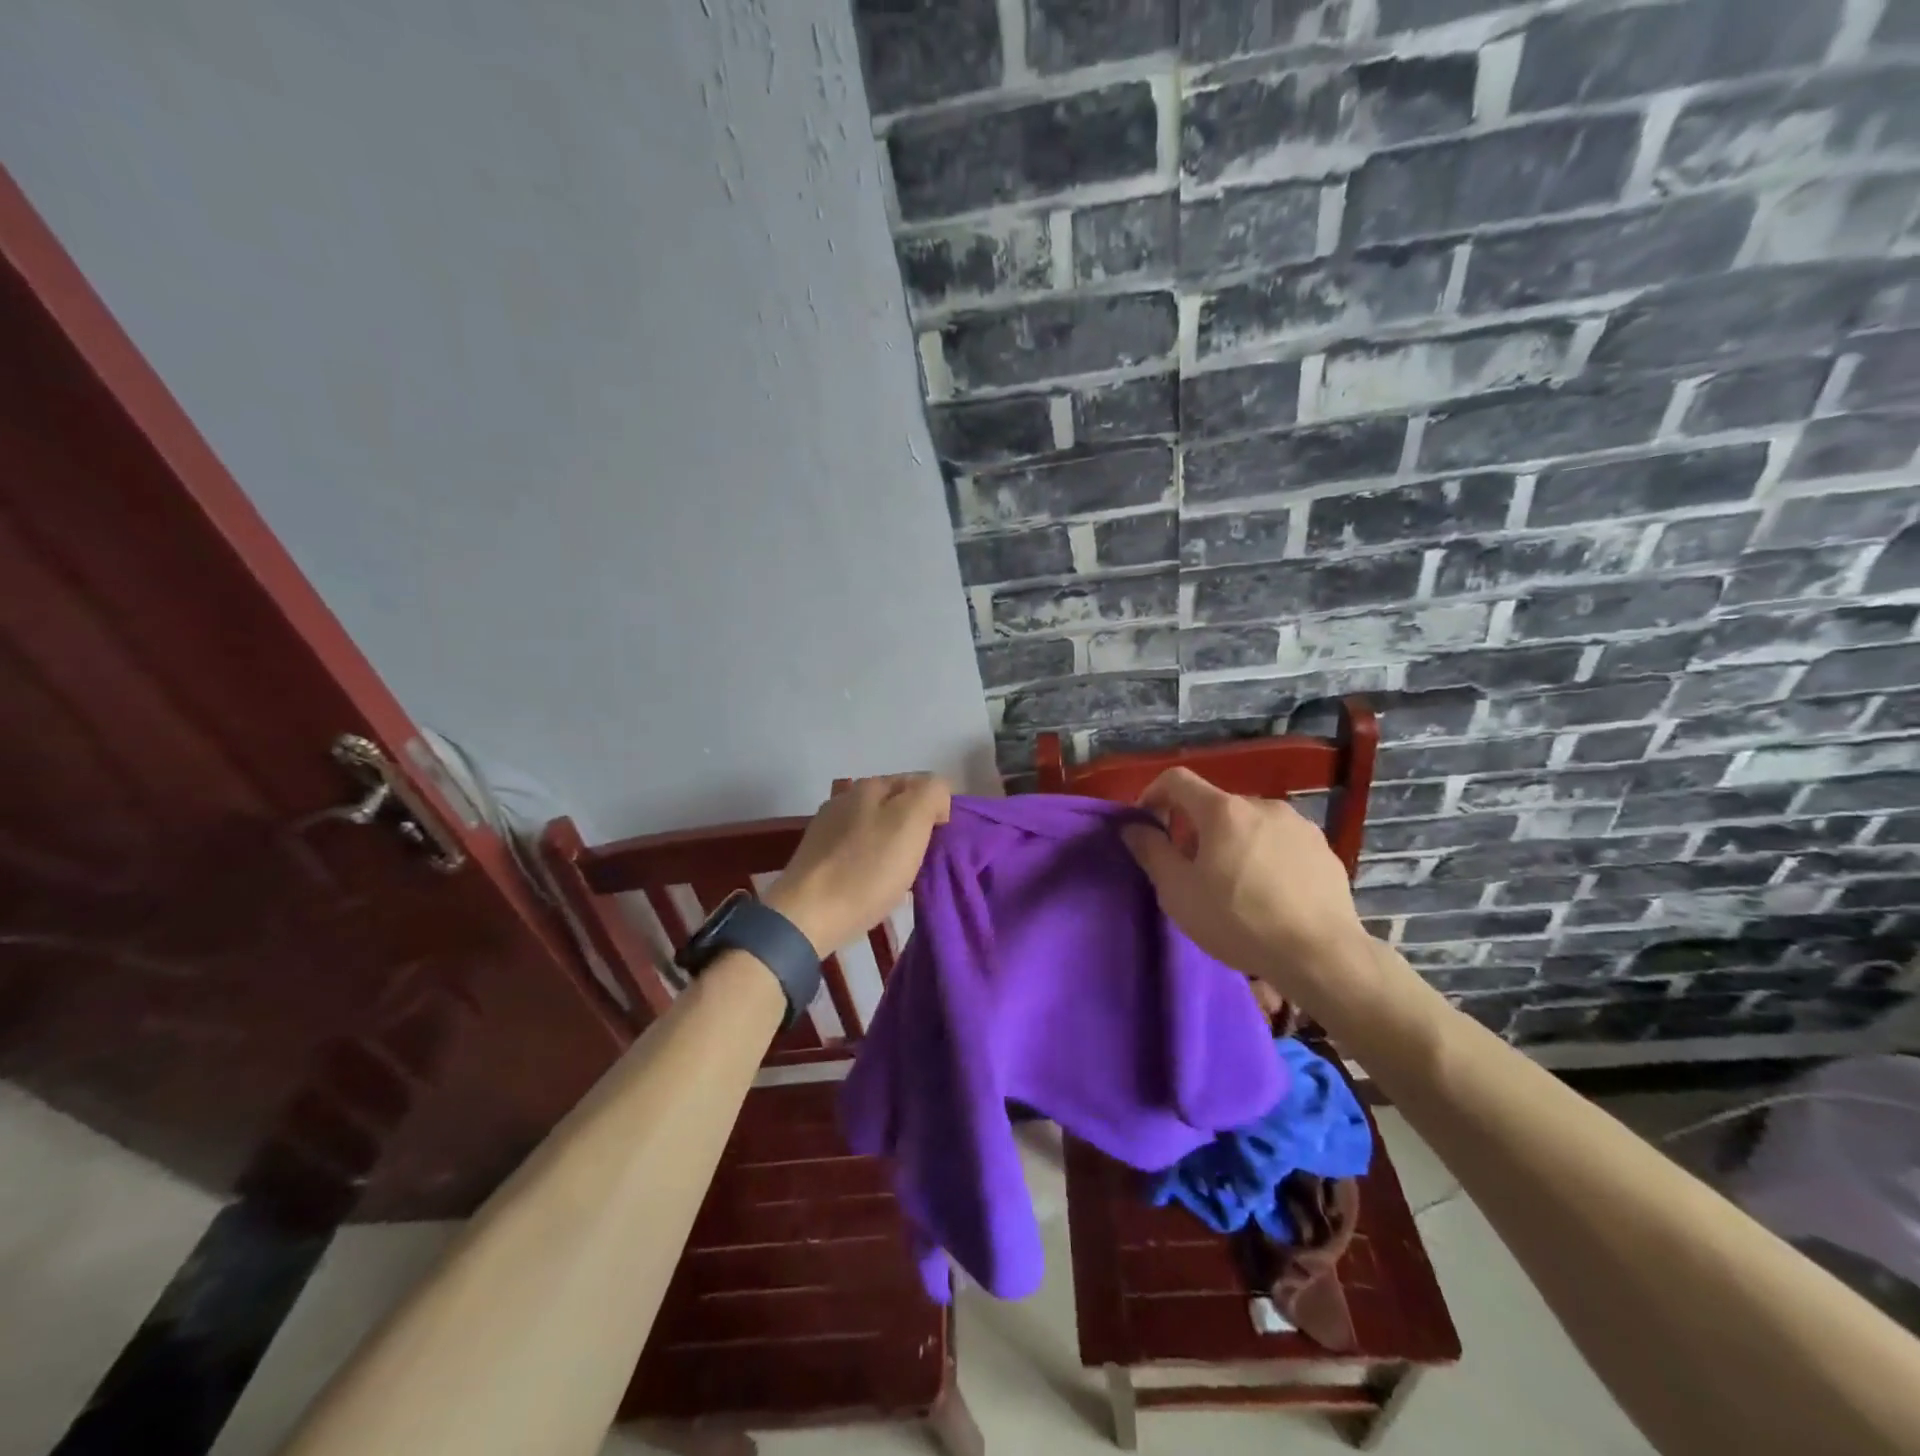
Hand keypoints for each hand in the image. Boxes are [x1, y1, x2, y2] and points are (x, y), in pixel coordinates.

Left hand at [764, 775, 951, 954]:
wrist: (808, 916)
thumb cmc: (867, 869)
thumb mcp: (911, 821)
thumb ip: (932, 794)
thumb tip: (935, 800)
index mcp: (870, 784)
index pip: (920, 782)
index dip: (937, 807)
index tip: (940, 840)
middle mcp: (845, 798)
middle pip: (896, 805)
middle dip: (915, 827)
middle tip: (923, 859)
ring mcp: (828, 827)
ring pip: (877, 828)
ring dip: (893, 846)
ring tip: (900, 876)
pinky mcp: (818, 857)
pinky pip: (858, 851)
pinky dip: (872, 863)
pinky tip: (873, 884)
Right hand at [1119, 768, 1371, 1003]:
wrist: (1321, 956)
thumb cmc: (1238, 920)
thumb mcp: (1178, 891)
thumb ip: (1151, 851)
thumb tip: (1133, 827)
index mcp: (1223, 810)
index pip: (1177, 779)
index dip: (1153, 794)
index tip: (1148, 826)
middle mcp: (1262, 805)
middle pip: (1214, 805)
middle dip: (1194, 829)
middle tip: (1190, 871)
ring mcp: (1299, 825)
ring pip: (1249, 824)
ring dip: (1231, 843)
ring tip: (1233, 886)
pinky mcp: (1324, 850)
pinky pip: (1280, 843)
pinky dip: (1264, 857)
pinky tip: (1268, 895)